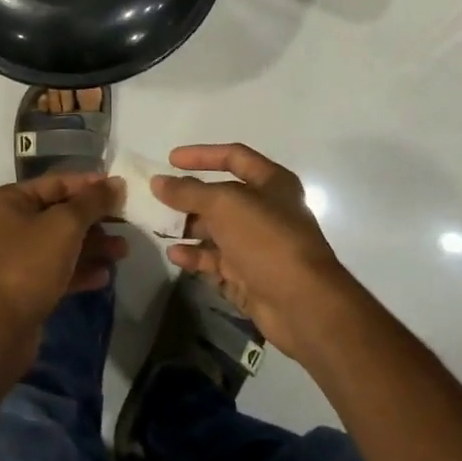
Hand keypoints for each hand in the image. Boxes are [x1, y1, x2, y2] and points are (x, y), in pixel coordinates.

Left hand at [0, 173, 126, 376]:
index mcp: (9, 200)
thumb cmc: (28, 264)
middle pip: (61, 213)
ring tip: (123, 251)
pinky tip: (105, 275)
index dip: (90, 184)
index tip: (121, 189)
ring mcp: (17, 257)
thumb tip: (116, 183)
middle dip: (95, 219)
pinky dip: (81, 270)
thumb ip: (93, 202)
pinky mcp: (26, 287)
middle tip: (127, 223)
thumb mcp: (64, 225)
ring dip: (93, 245)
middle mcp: (10, 224)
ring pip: (62, 243)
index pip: (56, 182)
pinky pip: (59, 270)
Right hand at [152, 144, 351, 357]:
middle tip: (160, 200)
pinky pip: (217, 262)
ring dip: (190, 229)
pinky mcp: (251, 278)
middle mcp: (267, 211)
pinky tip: (175, 255)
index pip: (233, 157)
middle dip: (191, 198)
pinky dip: (197, 258)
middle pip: (222, 197)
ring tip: (160, 228)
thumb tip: (158, 182)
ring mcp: (259, 247)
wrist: (303, 305)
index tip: (170, 160)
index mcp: (272, 183)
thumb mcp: (224, 205)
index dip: (202, 155)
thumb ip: (188, 191)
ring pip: (217, 231)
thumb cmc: (266, 239)